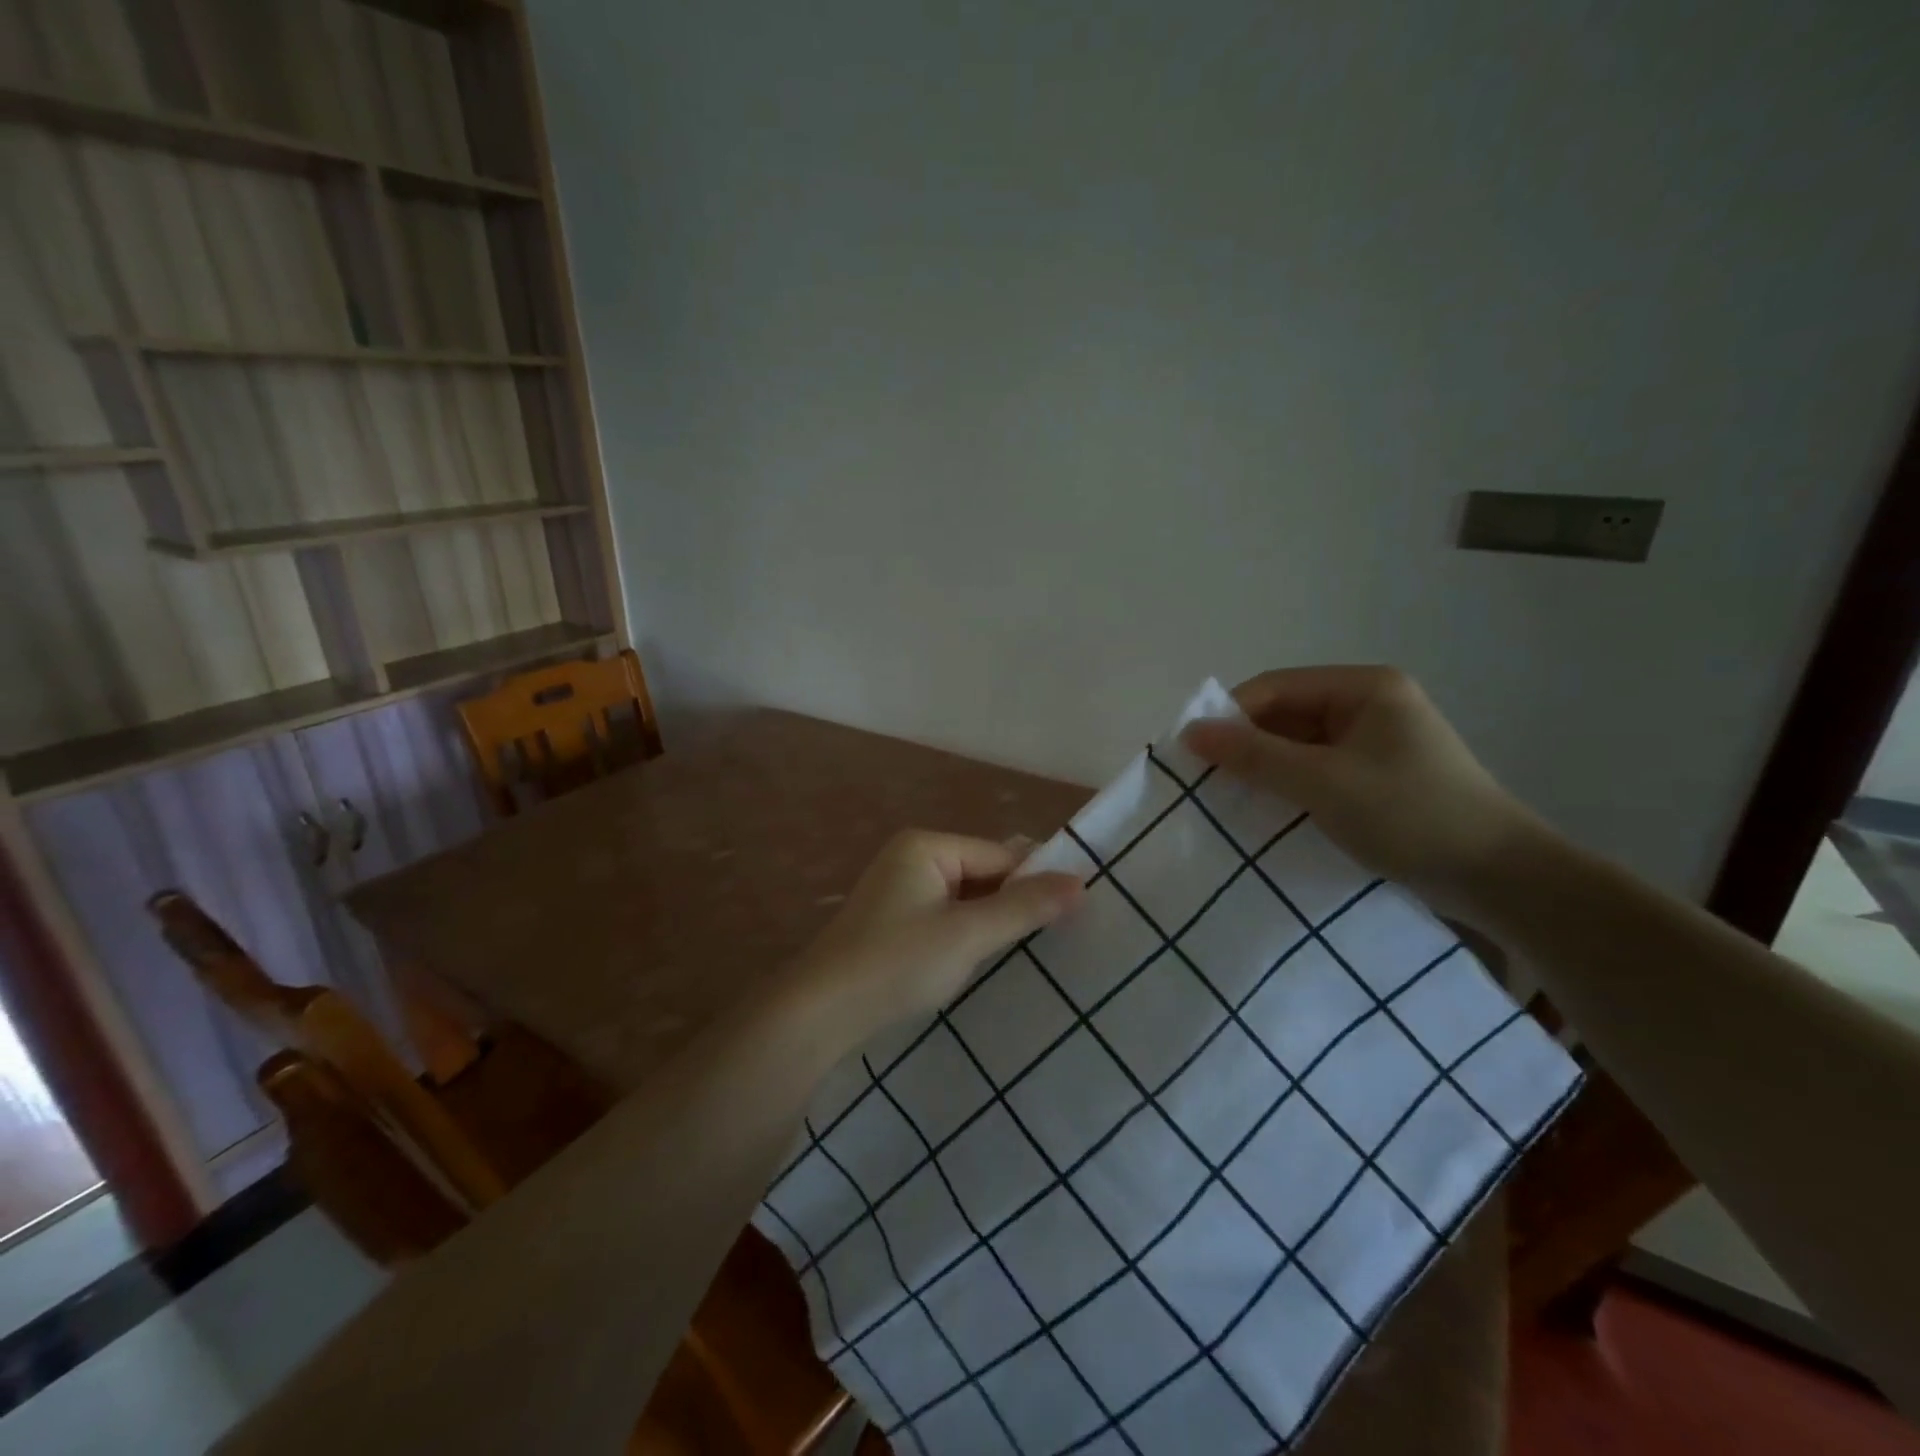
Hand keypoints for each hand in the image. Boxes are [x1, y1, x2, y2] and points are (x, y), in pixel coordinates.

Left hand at [788, 831, 1082, 1049]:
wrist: (820, 1013)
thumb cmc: (896, 964)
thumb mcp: (967, 935)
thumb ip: (1023, 908)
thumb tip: (1080, 882)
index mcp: (926, 846)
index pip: (1000, 855)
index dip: (1036, 881)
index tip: (1076, 912)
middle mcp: (912, 857)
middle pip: (984, 872)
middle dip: (1015, 901)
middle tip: (1059, 935)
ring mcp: (901, 890)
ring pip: (967, 897)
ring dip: (993, 920)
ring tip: (1030, 950)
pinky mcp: (895, 921)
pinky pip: (947, 915)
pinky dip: (968, 933)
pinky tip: (986, 958)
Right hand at [1182, 666, 1545, 914]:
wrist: (1500, 879)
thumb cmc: (1409, 815)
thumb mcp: (1322, 783)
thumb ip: (1253, 755)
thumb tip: (1190, 732)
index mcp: (1364, 687)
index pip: (1275, 688)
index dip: (1229, 716)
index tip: (1193, 754)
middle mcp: (1370, 704)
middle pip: (1286, 715)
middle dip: (1246, 745)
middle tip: (1206, 781)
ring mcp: (1377, 741)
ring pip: (1299, 745)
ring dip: (1265, 769)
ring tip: (1229, 798)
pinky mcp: (1379, 775)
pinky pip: (1318, 769)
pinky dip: (1290, 786)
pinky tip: (1268, 810)